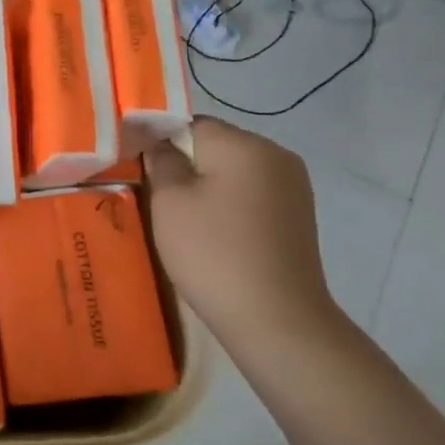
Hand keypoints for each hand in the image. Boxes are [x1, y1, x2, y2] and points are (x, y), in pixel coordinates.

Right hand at [145, 117, 339, 355]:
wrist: (277, 320)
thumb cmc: (214, 252)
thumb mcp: (169, 202)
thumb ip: (162, 161)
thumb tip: (162, 144)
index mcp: (244, 143)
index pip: (191, 123)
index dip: (162, 143)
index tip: (145, 172)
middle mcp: (275, 154)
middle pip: (215, 145)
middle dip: (188, 166)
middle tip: (162, 202)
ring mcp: (293, 186)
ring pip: (234, 171)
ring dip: (210, 188)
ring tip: (189, 224)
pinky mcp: (299, 216)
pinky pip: (253, 195)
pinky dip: (232, 207)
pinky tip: (219, 238)